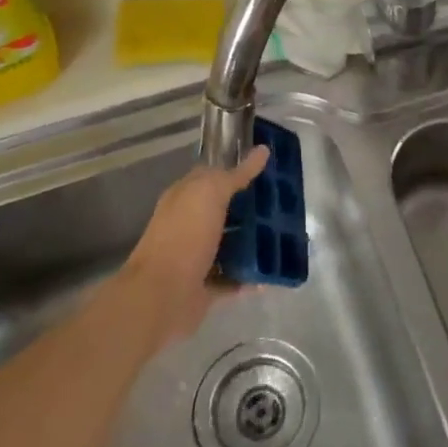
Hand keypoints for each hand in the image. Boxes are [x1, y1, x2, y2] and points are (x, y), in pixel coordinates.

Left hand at [116, 146, 269, 347]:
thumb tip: (262, 150)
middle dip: (251, 207)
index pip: (212, 176)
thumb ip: (236, 175)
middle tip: (285, 203)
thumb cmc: (184, 237)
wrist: (162, 297)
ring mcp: (196, 257)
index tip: (270, 169)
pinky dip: (251, 276)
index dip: (238, 170)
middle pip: (224, 211)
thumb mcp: (210, 194)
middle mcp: (188, 225)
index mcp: (184, 198)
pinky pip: (233, 278)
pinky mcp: (205, 287)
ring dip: (253, 242)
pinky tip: (273, 272)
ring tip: (285, 236)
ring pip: (230, 244)